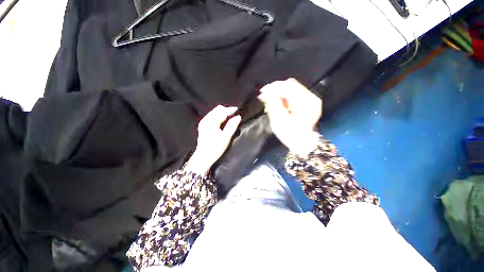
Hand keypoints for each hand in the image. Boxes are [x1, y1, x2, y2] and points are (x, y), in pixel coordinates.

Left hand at [184, 105, 241, 174]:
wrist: (203, 157)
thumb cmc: (215, 149)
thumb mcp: (225, 138)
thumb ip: (232, 126)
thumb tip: (238, 116)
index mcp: (210, 122)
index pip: (222, 111)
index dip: (231, 110)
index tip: (239, 111)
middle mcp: (206, 119)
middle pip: (218, 109)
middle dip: (227, 111)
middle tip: (235, 117)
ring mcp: (204, 122)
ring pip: (215, 112)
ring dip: (224, 114)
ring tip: (231, 119)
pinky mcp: (204, 125)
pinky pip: (213, 116)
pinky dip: (220, 117)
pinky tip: (224, 122)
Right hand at [258, 78, 321, 155]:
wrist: (301, 144)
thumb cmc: (290, 134)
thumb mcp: (279, 120)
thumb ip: (273, 103)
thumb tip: (267, 92)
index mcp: (306, 102)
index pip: (288, 86)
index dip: (273, 88)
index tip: (263, 92)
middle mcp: (311, 98)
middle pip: (290, 86)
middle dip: (275, 92)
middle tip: (266, 100)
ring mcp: (310, 100)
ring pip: (291, 90)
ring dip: (279, 96)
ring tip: (271, 106)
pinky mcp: (308, 104)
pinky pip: (293, 96)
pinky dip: (284, 99)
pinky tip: (279, 107)